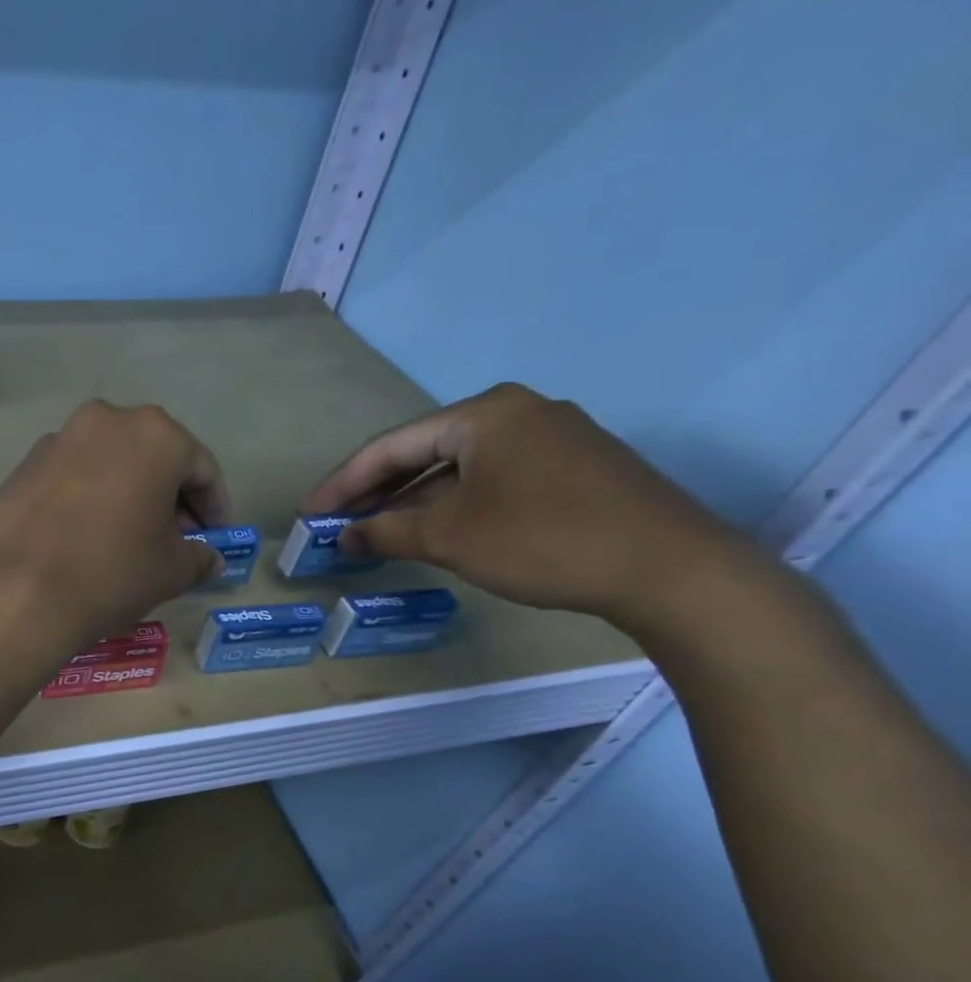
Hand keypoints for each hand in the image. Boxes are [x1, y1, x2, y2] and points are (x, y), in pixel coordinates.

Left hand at [0, 400, 229, 650]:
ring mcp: (57, 440)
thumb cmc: (111, 571)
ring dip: (126, 495)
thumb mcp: (171, 570)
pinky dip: (87, 501)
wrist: (14, 590)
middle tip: (175, 539)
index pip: (201, 468)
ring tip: (129, 540)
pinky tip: (84, 539)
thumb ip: (199, 556)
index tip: (215, 538)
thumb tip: (208, 557)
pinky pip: (71, 479)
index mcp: (154, 434)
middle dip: (169, 497)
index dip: (214, 507)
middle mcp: (105, 421)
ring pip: (108, 465)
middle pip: (152, 458)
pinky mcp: (21, 466)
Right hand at [302, 383, 758, 630]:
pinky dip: (455, 505)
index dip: (342, 483)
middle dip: (377, 491)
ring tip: (378, 533)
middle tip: (338, 524)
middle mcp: (518, 412)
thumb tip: (343, 537)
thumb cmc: (542, 539)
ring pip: (460, 468)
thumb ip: (385, 532)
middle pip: (425, 452)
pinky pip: (493, 480)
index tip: (310, 513)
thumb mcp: (449, 537)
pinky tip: (438, 531)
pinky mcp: (576, 468)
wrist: (671, 569)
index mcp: (484, 413)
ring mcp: (553, 438)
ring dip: (414, 502)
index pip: (391, 446)